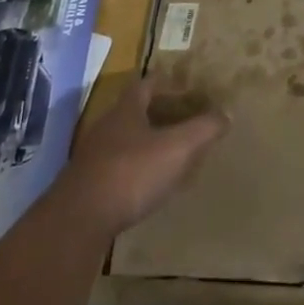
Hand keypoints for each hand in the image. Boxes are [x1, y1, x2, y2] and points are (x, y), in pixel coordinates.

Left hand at [57, 74, 230, 235]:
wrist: (77, 222)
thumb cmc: (131, 173)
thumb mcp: (178, 148)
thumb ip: (204, 129)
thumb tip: (227, 113)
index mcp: (126, 110)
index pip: (146, 84)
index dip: (166, 82)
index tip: (185, 87)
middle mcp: (106, 127)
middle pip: (133, 111)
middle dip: (158, 113)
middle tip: (183, 120)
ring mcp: (91, 157)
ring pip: (124, 140)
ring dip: (145, 143)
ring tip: (169, 154)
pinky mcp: (85, 186)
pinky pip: (116, 168)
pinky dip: (134, 169)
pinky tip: (147, 185)